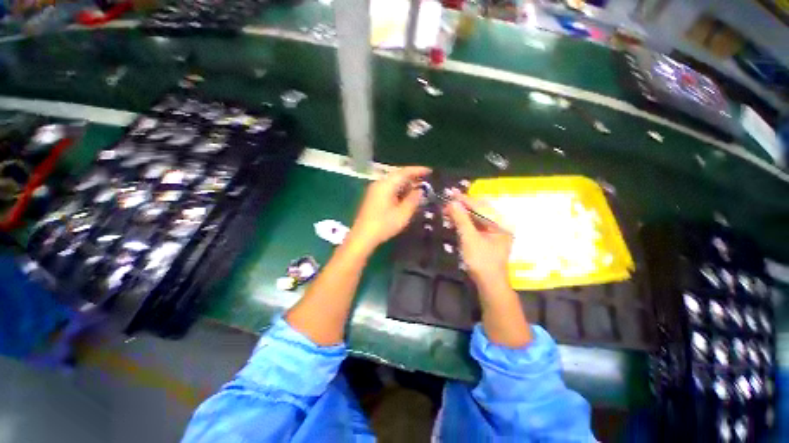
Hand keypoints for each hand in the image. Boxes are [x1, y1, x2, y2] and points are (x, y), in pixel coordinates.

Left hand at [348, 166, 430, 253]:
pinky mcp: (373, 198)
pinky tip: (406, 197)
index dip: (418, 170)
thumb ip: (413, 199)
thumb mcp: (403, 213)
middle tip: (426, 182)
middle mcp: (379, 183)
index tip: (430, 171)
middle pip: (398, 175)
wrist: (362, 237)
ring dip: (406, 185)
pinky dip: (399, 190)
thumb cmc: (384, 225)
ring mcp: (375, 190)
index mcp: (386, 185)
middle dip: (413, 178)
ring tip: (419, 190)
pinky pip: (389, 189)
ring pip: (393, 182)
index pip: (404, 171)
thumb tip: (420, 190)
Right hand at [445, 194, 512, 289]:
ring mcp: (493, 231)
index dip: (464, 199)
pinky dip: (464, 222)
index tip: (450, 192)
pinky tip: (453, 219)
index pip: (480, 207)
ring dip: (461, 213)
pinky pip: (474, 225)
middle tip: (446, 201)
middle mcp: (499, 224)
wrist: (488, 283)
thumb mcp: (469, 238)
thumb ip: (461, 219)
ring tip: (447, 209)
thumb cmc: (481, 261)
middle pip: (478, 210)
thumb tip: (452, 202)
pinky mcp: (486, 237)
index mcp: (500, 223)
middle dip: (462, 206)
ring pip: (475, 217)